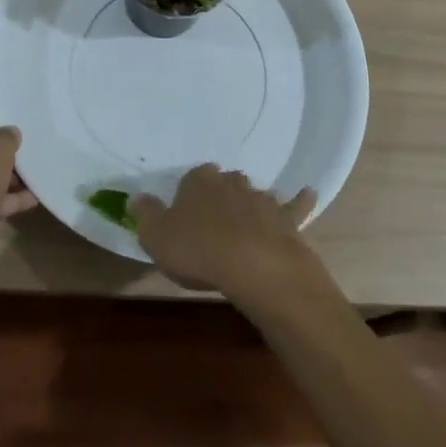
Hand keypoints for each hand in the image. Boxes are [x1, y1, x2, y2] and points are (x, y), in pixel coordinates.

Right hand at [131, 164, 316, 300]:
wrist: (254, 265)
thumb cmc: (198, 250)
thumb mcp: (157, 237)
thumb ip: (146, 215)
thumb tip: (136, 198)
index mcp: (198, 181)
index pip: (190, 180)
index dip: (187, 199)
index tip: (184, 219)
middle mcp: (230, 182)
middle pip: (223, 184)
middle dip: (219, 197)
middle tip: (214, 222)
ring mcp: (261, 197)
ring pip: (253, 193)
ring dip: (250, 203)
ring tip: (247, 220)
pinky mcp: (286, 218)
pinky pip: (295, 205)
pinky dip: (301, 200)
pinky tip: (308, 193)